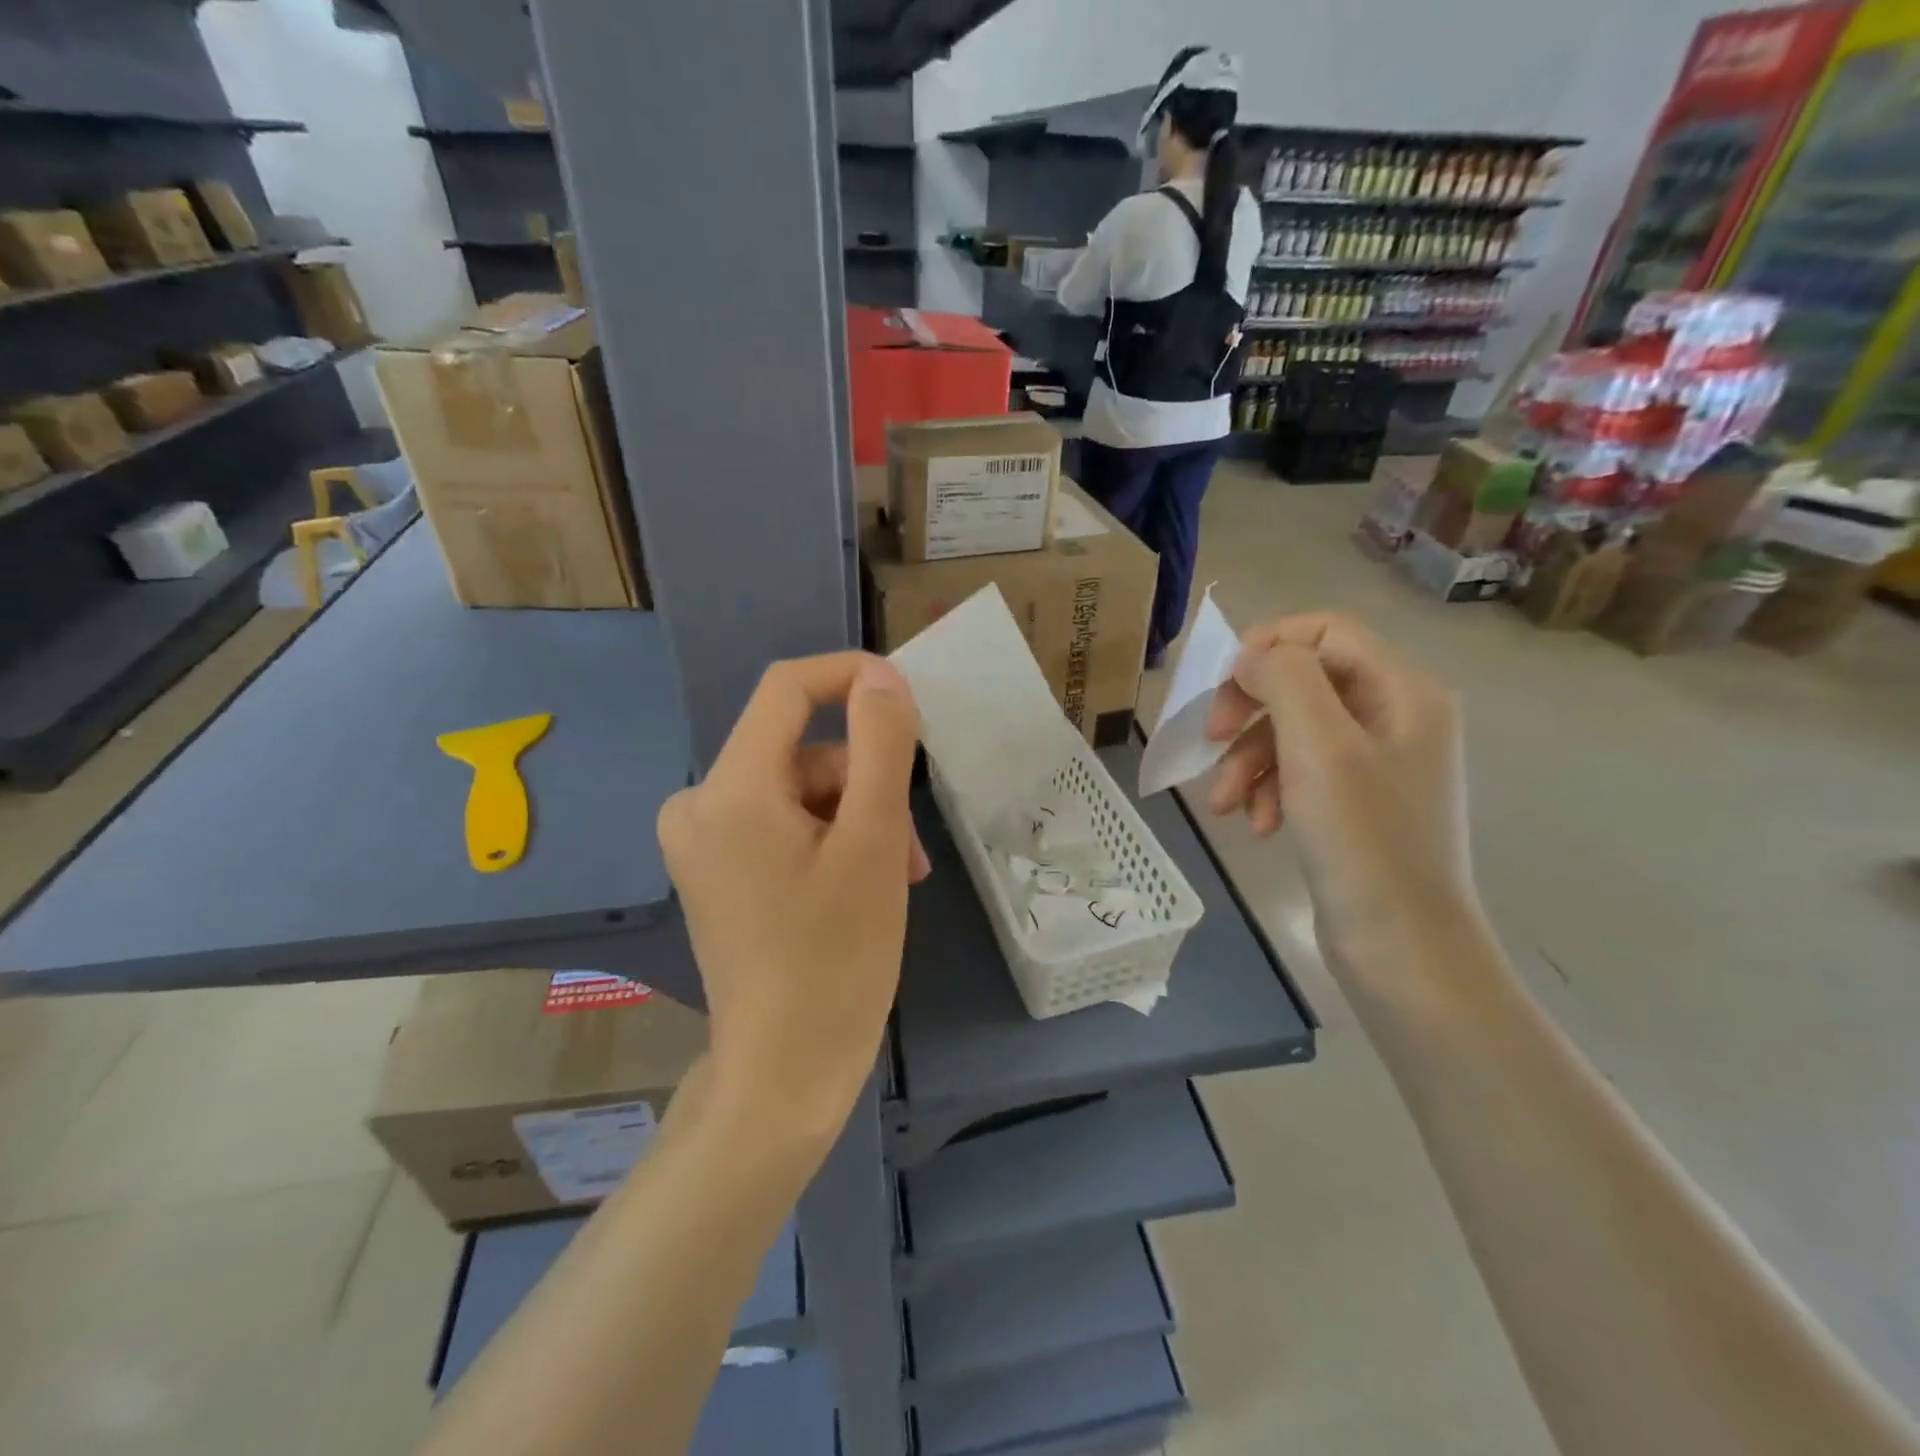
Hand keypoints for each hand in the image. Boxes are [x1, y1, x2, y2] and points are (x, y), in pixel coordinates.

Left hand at [657, 653, 925, 1145]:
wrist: (784, 1072)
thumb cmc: (836, 958)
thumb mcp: (873, 841)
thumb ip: (880, 745)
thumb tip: (881, 677)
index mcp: (729, 789)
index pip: (787, 689)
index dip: (850, 677)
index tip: (906, 700)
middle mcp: (698, 802)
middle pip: (802, 751)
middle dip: (866, 785)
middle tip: (908, 848)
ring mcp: (700, 840)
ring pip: (799, 791)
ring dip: (856, 819)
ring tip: (894, 876)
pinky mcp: (713, 868)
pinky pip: (780, 823)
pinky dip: (828, 840)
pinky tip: (860, 884)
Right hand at [1203, 613, 1479, 965]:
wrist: (1403, 948)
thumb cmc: (1363, 841)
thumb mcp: (1320, 747)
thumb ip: (1287, 680)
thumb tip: (1255, 658)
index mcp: (1403, 691)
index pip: (1327, 631)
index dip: (1269, 644)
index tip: (1223, 684)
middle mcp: (1396, 717)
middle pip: (1304, 682)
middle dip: (1250, 710)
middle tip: (1210, 739)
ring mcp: (1377, 763)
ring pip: (1293, 731)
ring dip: (1249, 760)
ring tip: (1225, 804)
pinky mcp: (1356, 803)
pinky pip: (1300, 772)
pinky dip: (1269, 790)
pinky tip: (1257, 825)